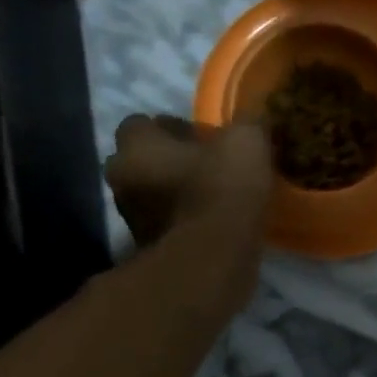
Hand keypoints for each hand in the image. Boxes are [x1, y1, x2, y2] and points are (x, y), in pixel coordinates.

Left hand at [104, 114, 271, 254]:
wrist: (212, 259)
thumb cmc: (221, 190)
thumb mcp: (246, 142)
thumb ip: (247, 124)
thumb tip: (253, 118)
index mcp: (137, 146)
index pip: (142, 123)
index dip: (173, 127)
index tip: (204, 138)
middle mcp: (123, 178)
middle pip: (144, 160)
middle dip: (171, 161)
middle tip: (209, 166)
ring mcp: (132, 218)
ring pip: (153, 193)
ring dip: (177, 193)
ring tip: (216, 197)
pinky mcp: (150, 248)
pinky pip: (167, 223)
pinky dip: (185, 221)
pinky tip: (215, 224)